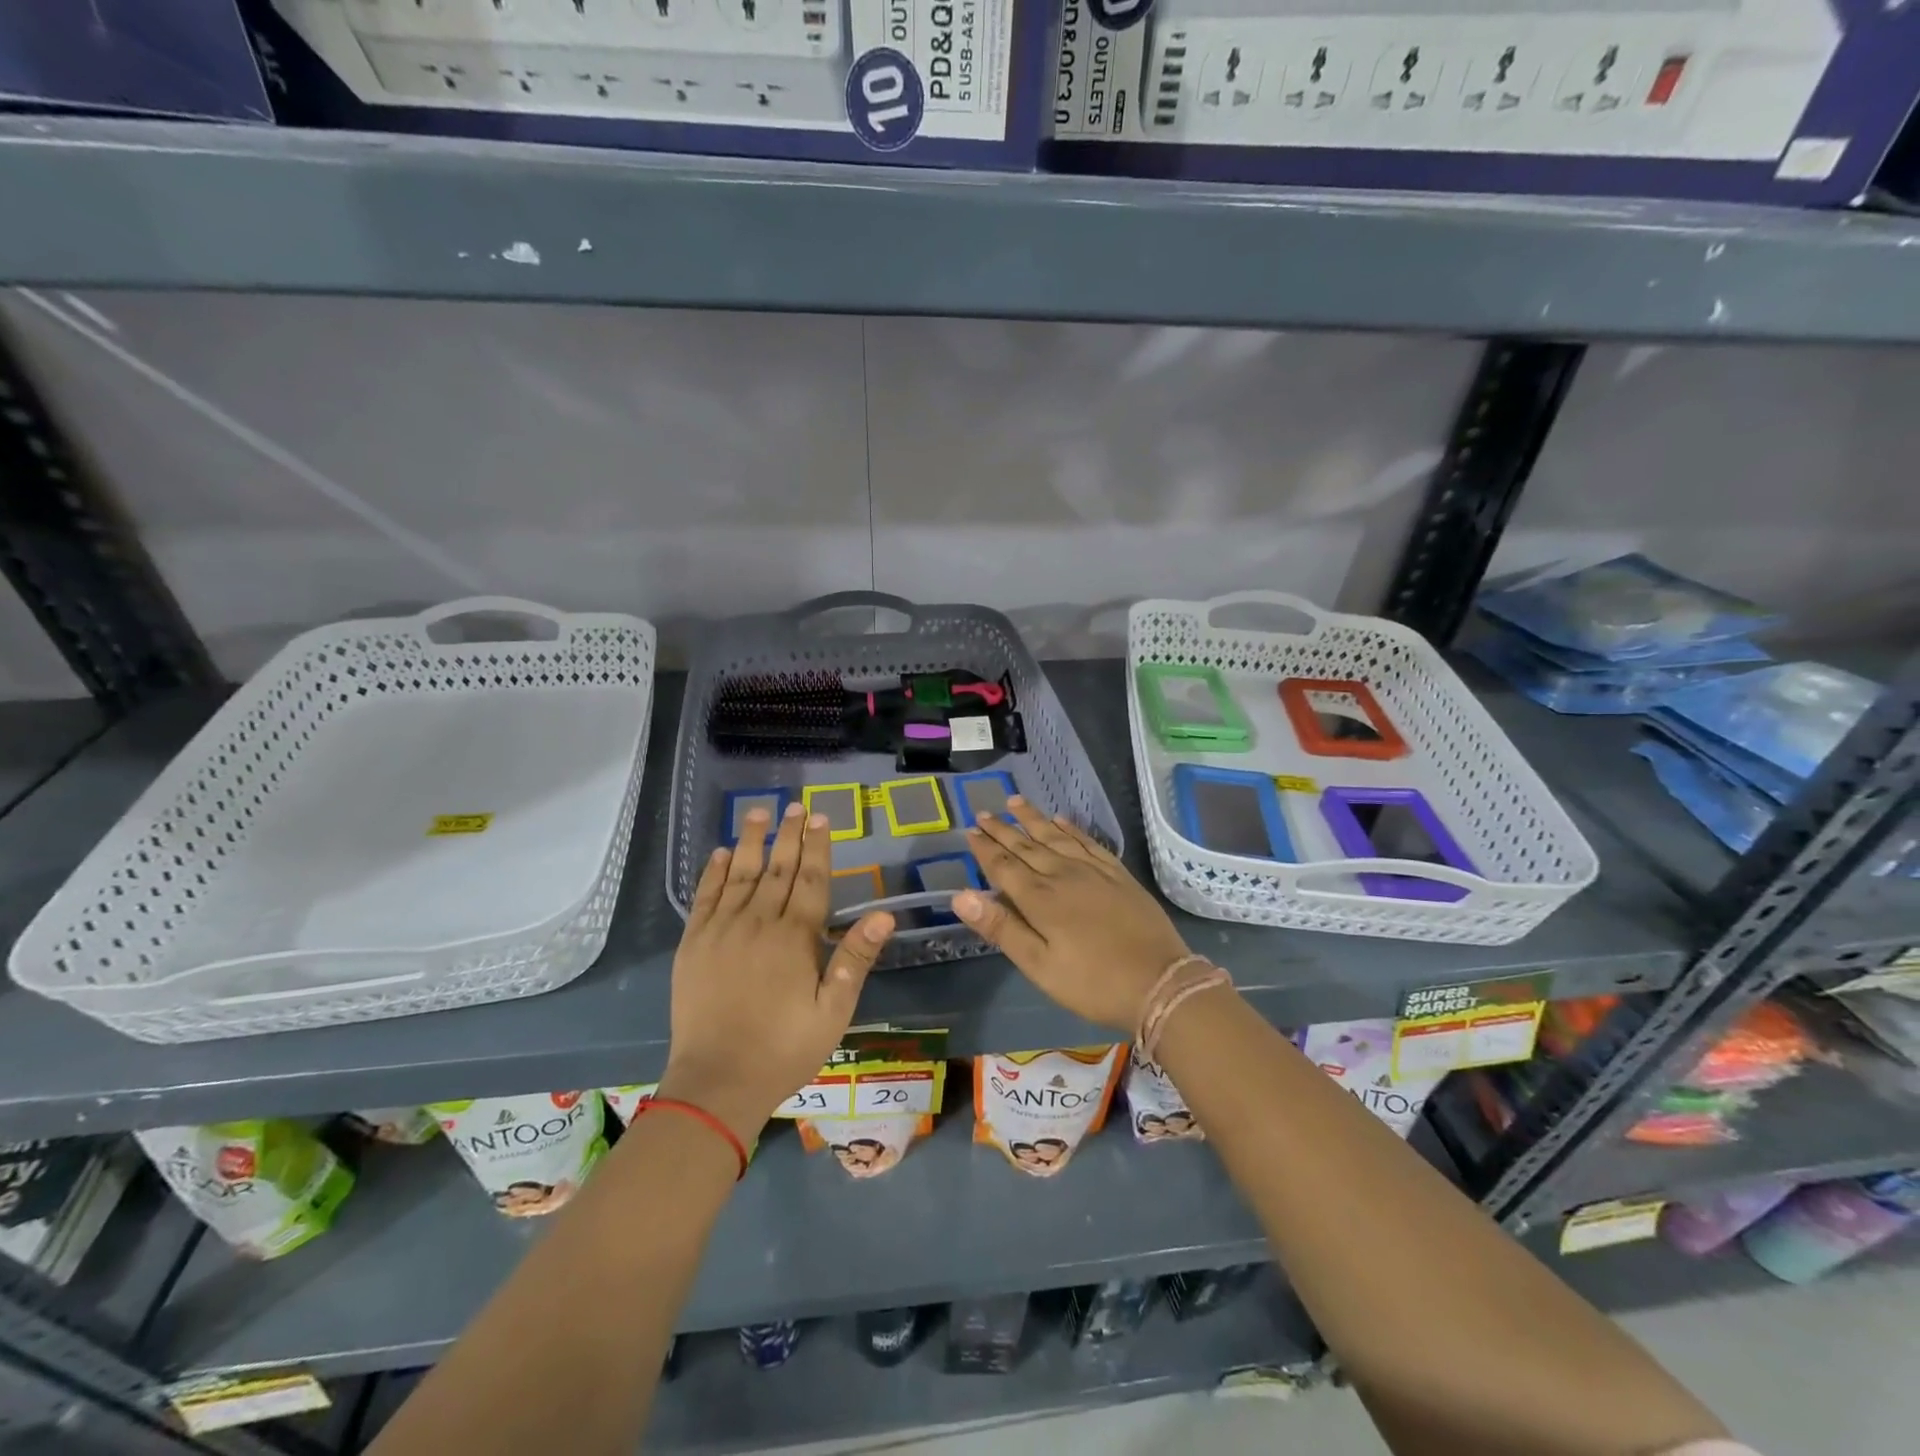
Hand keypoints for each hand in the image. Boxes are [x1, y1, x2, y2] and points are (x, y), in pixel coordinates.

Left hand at [659, 804, 894, 1144]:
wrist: (716, 1082)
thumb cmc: (784, 1049)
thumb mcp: (833, 1011)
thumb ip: (855, 958)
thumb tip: (884, 913)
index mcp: (795, 938)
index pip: (810, 880)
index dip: (818, 847)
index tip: (821, 818)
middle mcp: (758, 923)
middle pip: (777, 868)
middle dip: (789, 834)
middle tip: (796, 806)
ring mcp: (721, 930)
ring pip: (741, 874)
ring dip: (753, 840)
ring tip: (760, 812)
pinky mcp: (693, 944)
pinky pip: (705, 897)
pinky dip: (715, 872)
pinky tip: (723, 852)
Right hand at [952, 798, 1191, 1033]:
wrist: (1159, 981)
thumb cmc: (1091, 982)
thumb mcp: (1039, 965)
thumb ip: (1001, 927)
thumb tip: (960, 896)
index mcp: (1039, 898)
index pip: (1003, 865)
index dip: (984, 848)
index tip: (969, 831)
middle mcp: (1062, 874)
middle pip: (1026, 845)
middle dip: (1002, 829)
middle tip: (983, 812)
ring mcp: (1093, 870)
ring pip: (1055, 836)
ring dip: (1033, 819)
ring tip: (1015, 801)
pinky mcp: (1117, 873)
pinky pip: (1087, 841)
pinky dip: (1071, 828)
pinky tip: (1061, 820)